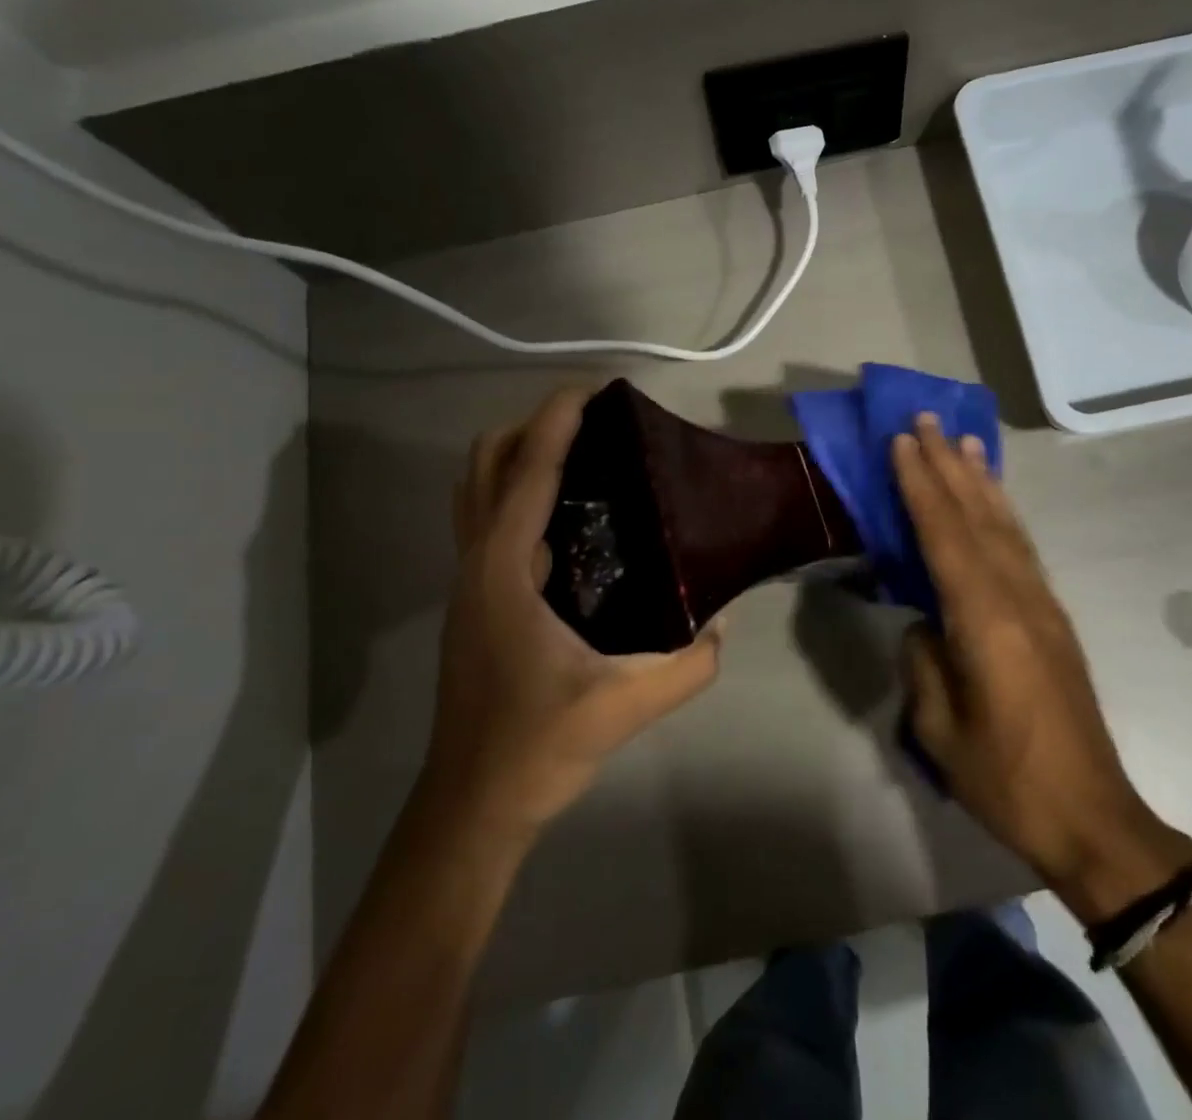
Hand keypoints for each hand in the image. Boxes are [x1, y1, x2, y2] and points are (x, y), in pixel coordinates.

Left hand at [425, 387, 722, 836]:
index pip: (527, 471)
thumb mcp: (624, 706)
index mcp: (504, 570)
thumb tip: (723, 624)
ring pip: (477, 489)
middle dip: (531, 427)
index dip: (556, 420)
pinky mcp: (474, 598)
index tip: (592, 389)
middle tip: (592, 425)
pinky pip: (488, 520)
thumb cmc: (537, 745)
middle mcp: (477, 562)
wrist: (472, 803)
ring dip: (518, 456)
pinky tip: (567, 518)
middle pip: (486, 463)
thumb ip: (688, 665)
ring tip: (580, 456)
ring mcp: (468, 580)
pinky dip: (517, 493)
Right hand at [893, 415, 1191, 921]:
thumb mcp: (940, 728)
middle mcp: (1018, 597)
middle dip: (948, 464)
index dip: (921, 484)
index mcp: (986, 620)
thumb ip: (924, 662)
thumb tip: (923, 623)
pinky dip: (1003, 513)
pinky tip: (993, 501)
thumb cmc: (1007, 778)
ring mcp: (1041, 605)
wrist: (1092, 817)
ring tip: (964, 441)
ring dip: (981, 479)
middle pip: (977, 516)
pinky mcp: (1053, 618)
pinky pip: (1021, 548)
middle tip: (927, 419)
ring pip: (1005, 525)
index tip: (902, 441)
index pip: (944, 534)